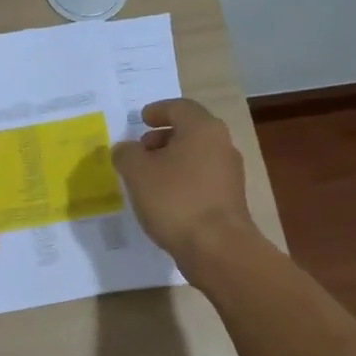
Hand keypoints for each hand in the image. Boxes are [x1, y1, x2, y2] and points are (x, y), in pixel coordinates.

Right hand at [113, 98, 260, 281]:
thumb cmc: (175, 199)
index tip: (141, 119)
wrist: (217, 248)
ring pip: (196, 155)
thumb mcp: (137, 172)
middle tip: (141, 150)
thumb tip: (126, 150)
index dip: (157, 111)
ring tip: (147, 177)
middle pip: (190, 131)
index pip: (179, 107)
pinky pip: (202, 178)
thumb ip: (127, 154)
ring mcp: (229, 173)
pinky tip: (164, 198)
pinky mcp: (229, 198)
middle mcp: (221, 144)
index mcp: (202, 128)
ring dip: (172, 160)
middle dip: (162, 137)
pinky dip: (182, 180)